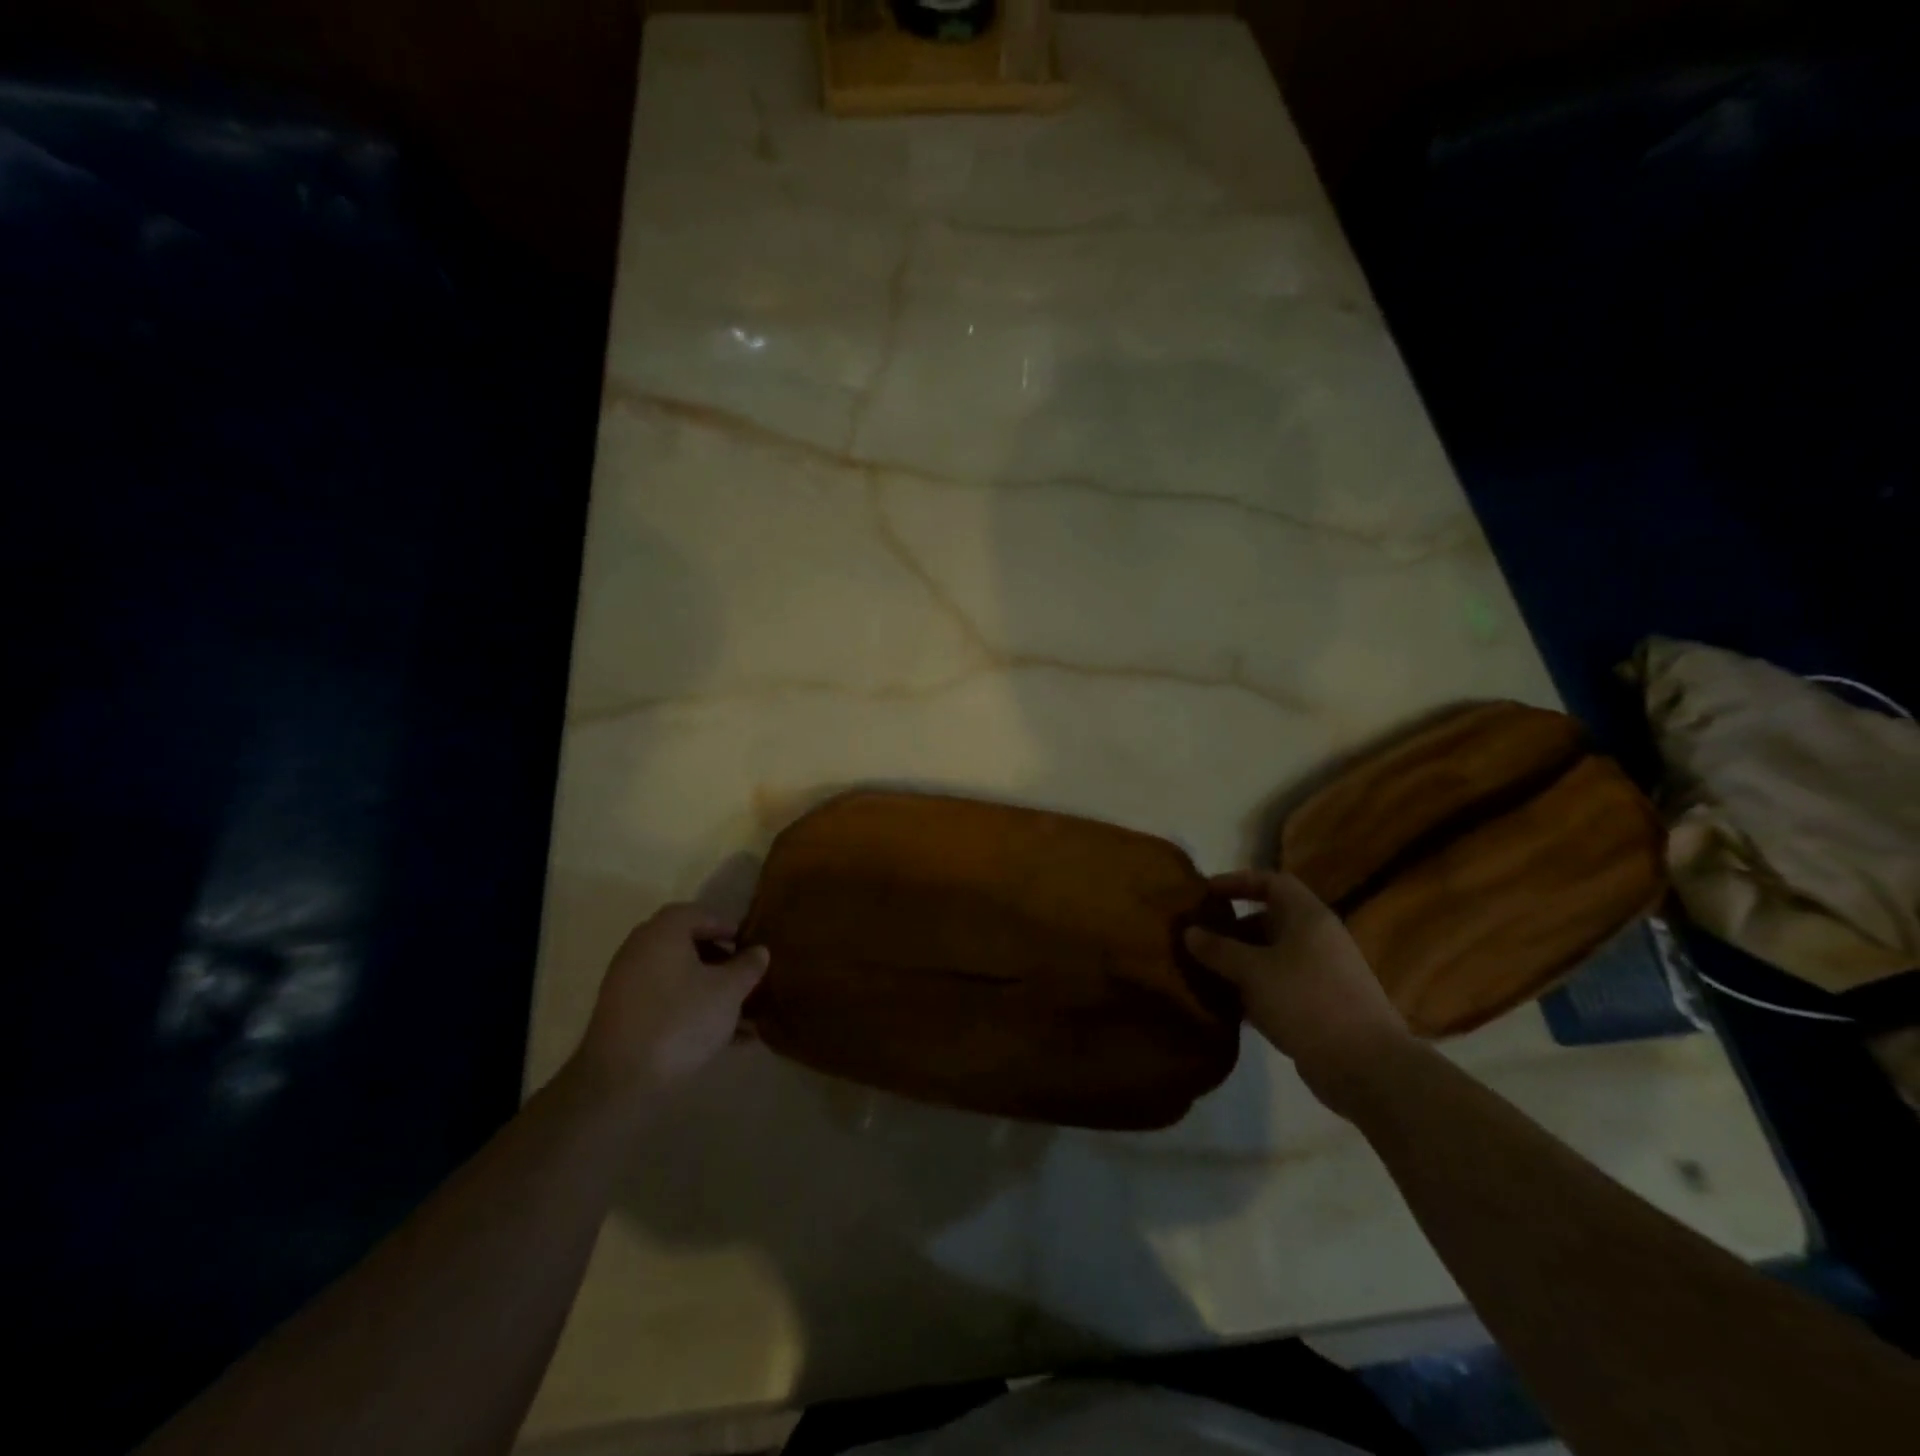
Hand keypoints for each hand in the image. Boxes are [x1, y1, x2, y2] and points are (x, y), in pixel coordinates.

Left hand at [571, 903, 767, 1108]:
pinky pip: (666, 1002)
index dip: (726, 926)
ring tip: (744, 1016)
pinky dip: (691, 1010)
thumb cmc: (681, 1020)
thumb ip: (747, 967)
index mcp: (663, 932)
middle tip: (745, 977)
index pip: (698, 914)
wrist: (620, 1080)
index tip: (748, 944)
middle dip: (720, 961)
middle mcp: (640, 949)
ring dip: (710, 991)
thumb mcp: (727, 991)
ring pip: (679, 978)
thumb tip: (759, 951)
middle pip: (687, 946)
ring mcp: (627, 984)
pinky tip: (723, 1039)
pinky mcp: (623, 1016)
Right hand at [1186, 871, 1414, 1113]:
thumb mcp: (1253, 971)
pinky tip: (1230, 1006)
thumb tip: (1190, 932)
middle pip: (1270, 920)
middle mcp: (1318, 939)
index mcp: (1307, 917)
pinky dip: (1255, 990)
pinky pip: (1280, 985)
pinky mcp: (1322, 1006)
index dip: (1238, 881)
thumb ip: (1219, 949)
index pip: (1272, 881)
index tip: (1206, 892)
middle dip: (1233, 928)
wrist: (1366, 1066)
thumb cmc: (1307, 1001)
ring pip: (1273, 956)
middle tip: (1200, 939)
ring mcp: (1323, 974)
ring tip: (1206, 972)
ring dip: (1241, 962)